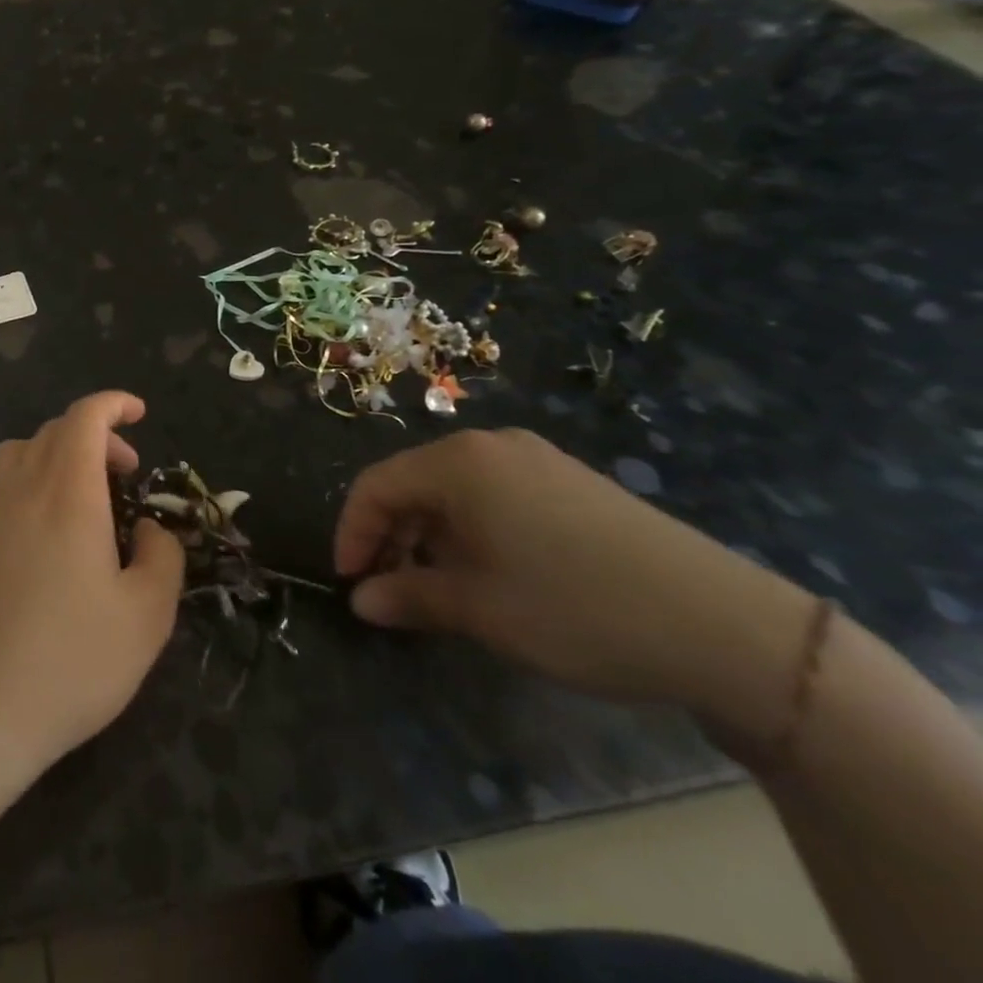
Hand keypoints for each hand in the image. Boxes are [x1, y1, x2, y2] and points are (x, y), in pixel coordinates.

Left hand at [0, 392, 183, 779]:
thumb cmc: (74, 658)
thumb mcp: (147, 614)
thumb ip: (161, 557)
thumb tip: (148, 530)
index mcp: (68, 493)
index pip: (84, 418)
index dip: (112, 403)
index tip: (141, 413)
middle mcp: (27, 490)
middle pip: (54, 429)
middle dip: (97, 432)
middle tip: (129, 472)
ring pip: (24, 450)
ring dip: (62, 451)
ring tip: (93, 492)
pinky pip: (10, 481)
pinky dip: (39, 477)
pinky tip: (63, 530)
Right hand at [334, 428, 815, 737]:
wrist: (727, 628)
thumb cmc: (576, 609)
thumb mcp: (480, 611)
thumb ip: (409, 598)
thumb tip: (362, 601)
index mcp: (458, 462)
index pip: (376, 486)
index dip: (353, 532)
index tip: (348, 581)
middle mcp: (491, 447)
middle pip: (415, 483)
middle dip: (392, 535)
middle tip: (389, 589)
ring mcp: (538, 460)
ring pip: (456, 491)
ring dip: (432, 535)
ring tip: (438, 587)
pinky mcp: (574, 483)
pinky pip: (497, 496)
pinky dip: (473, 530)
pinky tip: (492, 573)